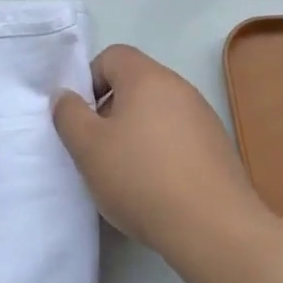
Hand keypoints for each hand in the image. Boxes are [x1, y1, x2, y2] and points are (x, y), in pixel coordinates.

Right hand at [53, 44, 264, 260]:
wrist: (214, 227)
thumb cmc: (142, 178)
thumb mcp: (88, 148)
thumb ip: (69, 115)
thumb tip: (65, 95)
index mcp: (147, 77)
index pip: (112, 55)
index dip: (90, 81)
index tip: (84, 119)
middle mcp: (178, 86)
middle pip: (135, 83)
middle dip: (112, 110)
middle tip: (100, 149)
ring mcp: (203, 115)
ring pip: (157, 111)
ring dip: (137, 133)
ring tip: (128, 173)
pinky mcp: (218, 145)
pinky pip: (179, 135)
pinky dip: (163, 151)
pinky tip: (158, 187)